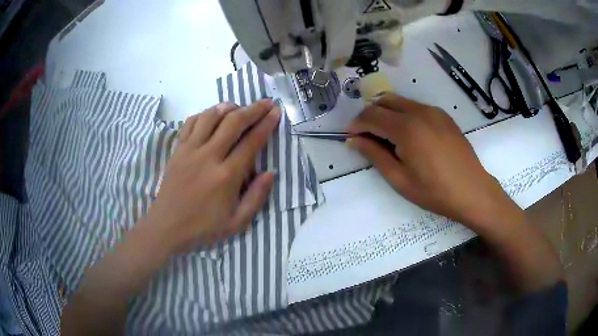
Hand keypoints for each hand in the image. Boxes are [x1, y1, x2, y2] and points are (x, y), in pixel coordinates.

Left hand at [147, 99, 279, 252]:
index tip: (276, 112)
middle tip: (265, 102)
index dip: (266, 124)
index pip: (251, 142)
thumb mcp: (236, 223)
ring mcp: (190, 150)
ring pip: (210, 117)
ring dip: (227, 107)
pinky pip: (190, 123)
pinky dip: (203, 114)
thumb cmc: (203, 227)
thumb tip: (270, 173)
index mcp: (227, 176)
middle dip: (253, 109)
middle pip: (233, 122)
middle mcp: (209, 156)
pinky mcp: (177, 150)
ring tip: (238, 107)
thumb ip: (256, 197)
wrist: (167, 226)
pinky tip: (211, 116)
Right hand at [346, 94, 517, 230]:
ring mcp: (433, 111)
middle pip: (384, 101)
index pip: (371, 116)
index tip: (350, 137)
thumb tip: (354, 140)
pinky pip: (416, 107)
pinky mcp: (443, 115)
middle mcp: (419, 111)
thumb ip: (374, 155)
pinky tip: (409, 135)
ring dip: (386, 113)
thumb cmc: (434, 191)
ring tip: (386, 136)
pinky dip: (404, 114)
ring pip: (400, 101)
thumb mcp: (399, 179)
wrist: (472, 190)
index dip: (356, 124)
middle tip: (366, 136)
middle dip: (370, 115)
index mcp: (406, 128)